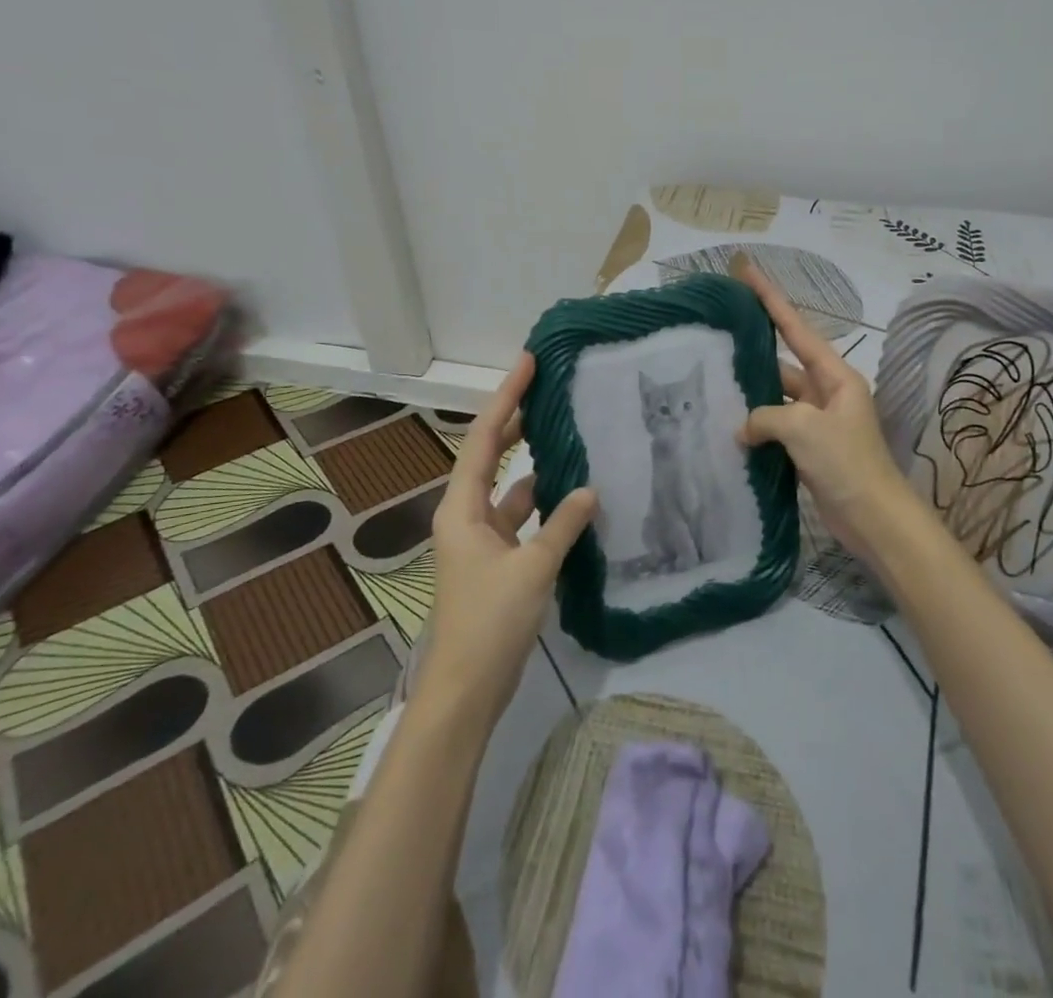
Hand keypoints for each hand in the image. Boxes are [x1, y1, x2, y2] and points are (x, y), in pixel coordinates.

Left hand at [417, 354, 597, 728]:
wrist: (466, 690)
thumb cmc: (490, 622)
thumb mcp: (532, 568)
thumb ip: (563, 525)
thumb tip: (590, 489)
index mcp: (462, 507)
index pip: (484, 437)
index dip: (506, 397)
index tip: (528, 363)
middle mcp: (466, 514)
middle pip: (490, 454)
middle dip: (516, 421)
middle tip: (549, 389)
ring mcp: (481, 538)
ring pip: (510, 487)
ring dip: (535, 465)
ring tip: (569, 436)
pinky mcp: (497, 561)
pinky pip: (521, 517)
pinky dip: (544, 505)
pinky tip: (573, 498)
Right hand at [734, 261, 929, 567]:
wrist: (874, 519)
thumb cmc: (847, 463)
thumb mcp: (804, 428)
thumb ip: (766, 416)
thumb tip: (745, 428)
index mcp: (835, 375)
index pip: (795, 327)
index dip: (769, 298)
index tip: (746, 270)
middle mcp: (827, 391)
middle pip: (784, 361)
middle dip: (753, 349)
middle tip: (716, 333)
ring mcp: (817, 421)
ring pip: (776, 397)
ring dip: (751, 394)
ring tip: (711, 380)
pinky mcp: (809, 449)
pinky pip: (776, 427)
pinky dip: (756, 426)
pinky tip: (727, 425)